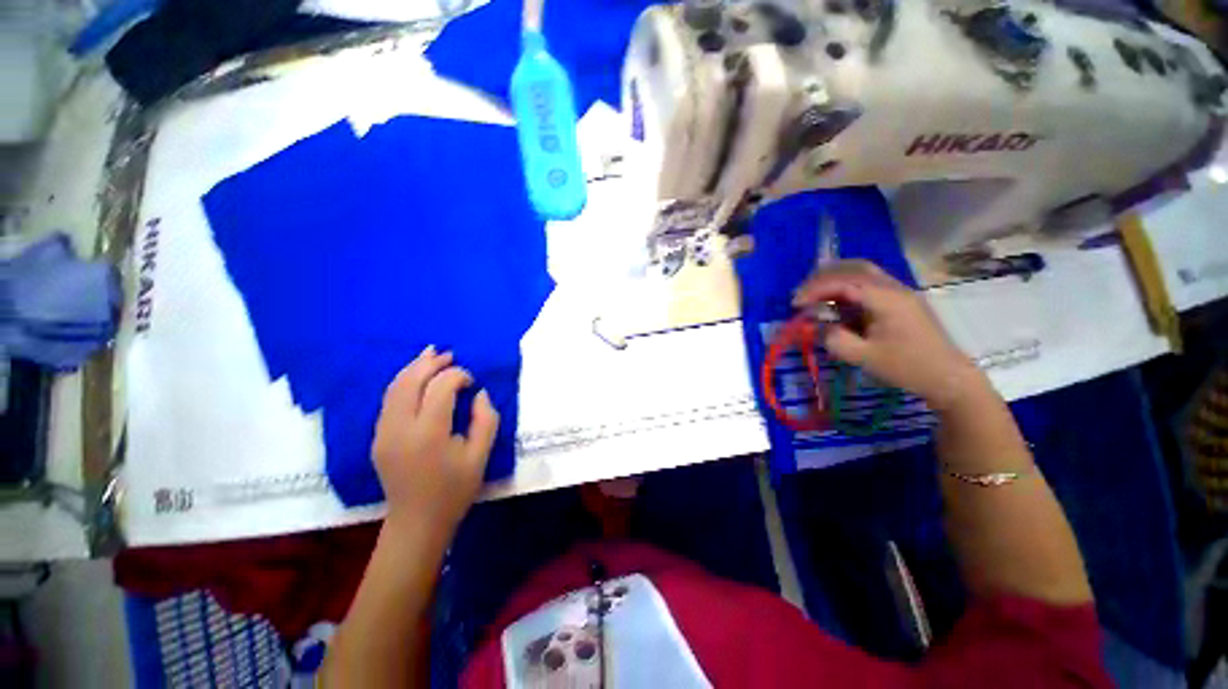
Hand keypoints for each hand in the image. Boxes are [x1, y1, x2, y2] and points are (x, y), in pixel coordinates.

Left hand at [372, 346, 499, 537]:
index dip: (458, 376)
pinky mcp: (378, 438)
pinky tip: (416, 377)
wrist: (417, 523)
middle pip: (411, 382)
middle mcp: (400, 428)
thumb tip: (479, 393)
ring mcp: (383, 432)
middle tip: (450, 354)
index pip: (440, 387)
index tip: (472, 382)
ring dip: (413, 368)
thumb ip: (486, 420)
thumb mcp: (481, 456)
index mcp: (429, 433)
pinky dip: (403, 382)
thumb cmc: (454, 490)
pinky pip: (389, 400)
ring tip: (431, 354)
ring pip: (394, 388)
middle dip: (431, 363)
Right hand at [793, 260, 984, 409]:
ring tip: (814, 296)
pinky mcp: (899, 300)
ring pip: (862, 272)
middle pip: (854, 267)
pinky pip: (868, 284)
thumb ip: (836, 338)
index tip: (795, 304)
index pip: (844, 282)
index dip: (815, 290)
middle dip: (823, 277)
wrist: (948, 377)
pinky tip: (836, 303)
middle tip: (802, 294)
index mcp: (887, 299)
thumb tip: (820, 325)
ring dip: (834, 279)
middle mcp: (894, 287)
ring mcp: (899, 292)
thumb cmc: (907, 368)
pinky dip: (846, 288)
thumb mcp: (864, 357)